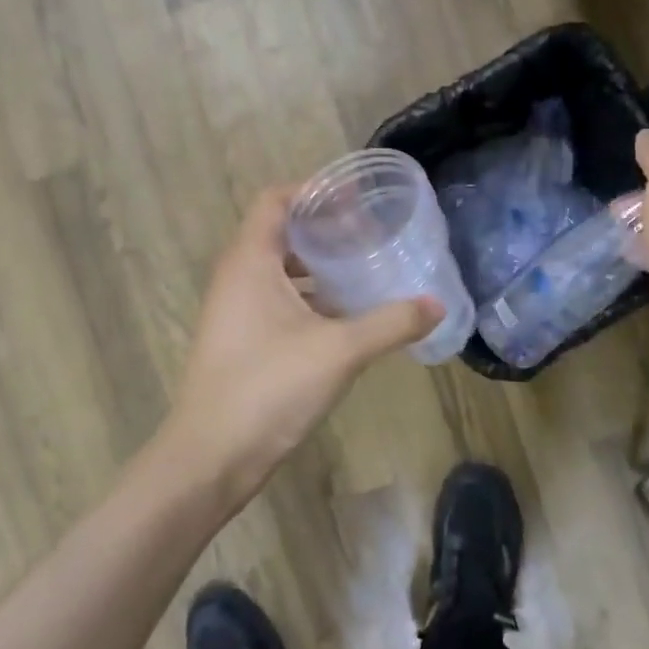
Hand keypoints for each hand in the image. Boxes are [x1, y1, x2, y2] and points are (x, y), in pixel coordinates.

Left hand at [166, 186, 440, 492]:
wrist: (211, 458)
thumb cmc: (269, 388)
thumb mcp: (340, 350)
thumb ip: (391, 323)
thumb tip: (437, 304)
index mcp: (250, 262)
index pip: (276, 201)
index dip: (314, 190)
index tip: (357, 195)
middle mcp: (237, 278)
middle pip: (280, 233)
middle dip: (324, 229)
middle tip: (370, 232)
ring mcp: (235, 312)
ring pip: (279, 271)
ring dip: (318, 267)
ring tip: (364, 269)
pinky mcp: (241, 341)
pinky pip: (277, 301)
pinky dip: (310, 298)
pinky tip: (346, 316)